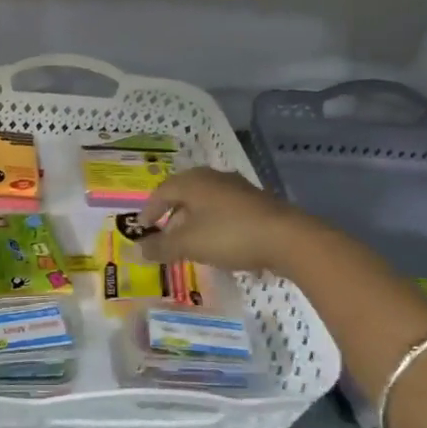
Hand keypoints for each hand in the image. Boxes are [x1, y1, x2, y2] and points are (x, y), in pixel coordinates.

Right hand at [134, 167, 319, 275]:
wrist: (287, 238)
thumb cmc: (229, 235)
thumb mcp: (189, 244)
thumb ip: (162, 246)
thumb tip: (138, 249)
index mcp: (193, 181)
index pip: (161, 191)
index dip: (149, 210)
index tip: (143, 229)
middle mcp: (213, 178)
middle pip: (184, 193)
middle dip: (171, 215)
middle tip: (164, 235)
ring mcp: (237, 188)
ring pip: (206, 202)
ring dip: (193, 220)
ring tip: (189, 242)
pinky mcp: (256, 202)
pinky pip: (224, 210)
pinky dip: (213, 224)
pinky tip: (217, 243)